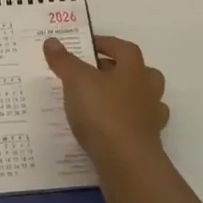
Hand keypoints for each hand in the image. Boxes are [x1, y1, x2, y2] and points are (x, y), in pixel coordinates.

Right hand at [42, 35, 168, 165]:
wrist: (127, 162)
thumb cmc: (103, 113)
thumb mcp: (77, 81)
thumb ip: (64, 61)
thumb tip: (52, 40)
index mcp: (134, 69)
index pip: (124, 48)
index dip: (106, 43)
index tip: (88, 46)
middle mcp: (148, 90)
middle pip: (140, 72)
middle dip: (119, 70)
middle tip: (96, 72)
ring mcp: (151, 117)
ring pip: (142, 99)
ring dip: (125, 96)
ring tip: (101, 100)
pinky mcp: (147, 141)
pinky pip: (136, 124)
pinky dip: (124, 122)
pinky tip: (108, 127)